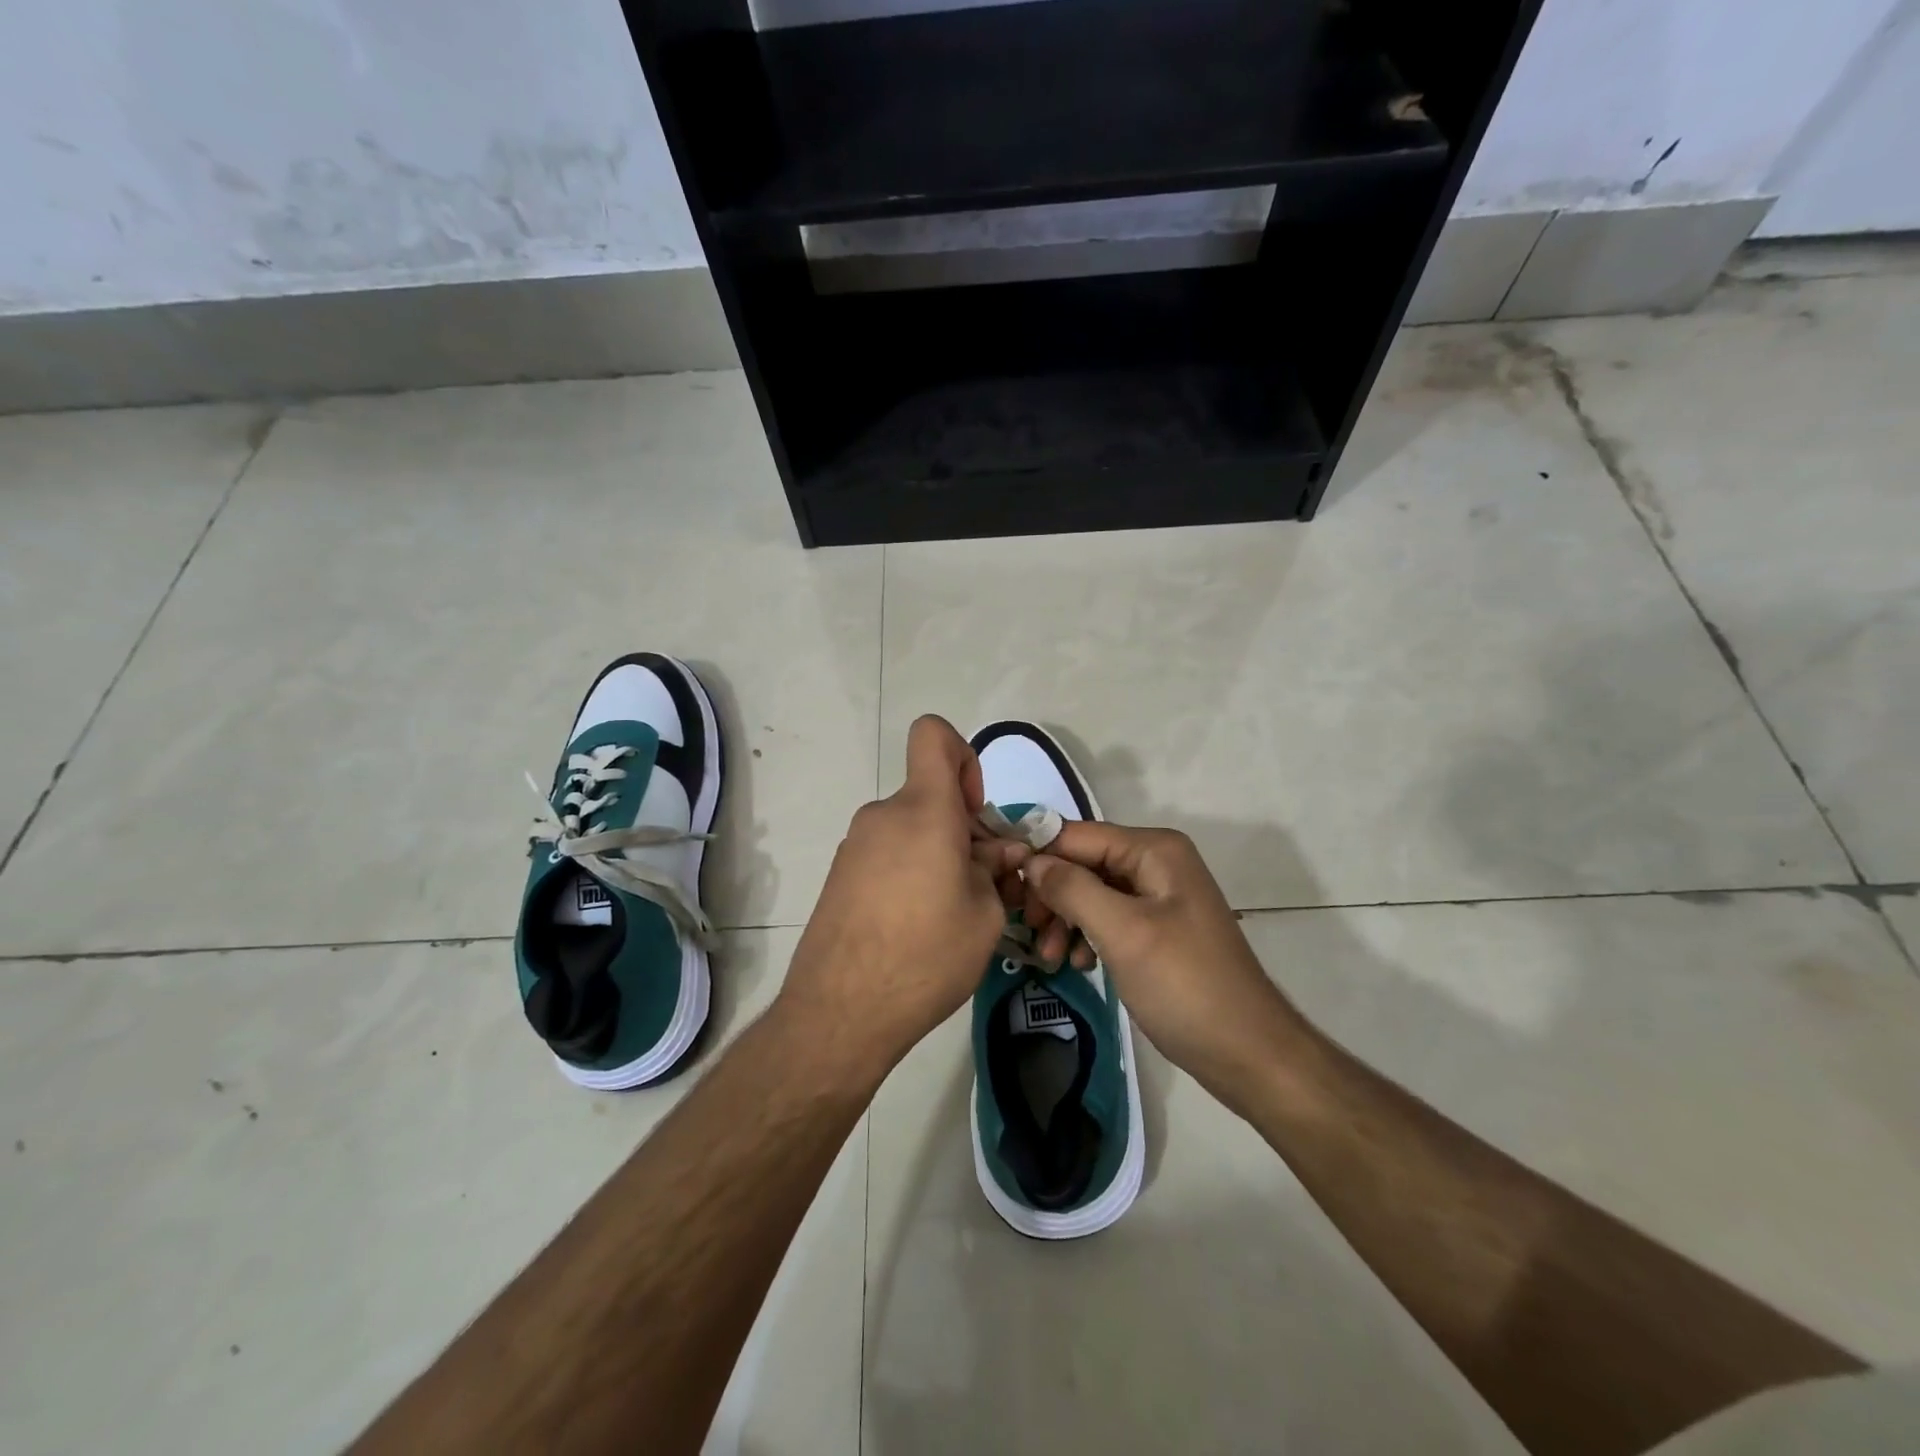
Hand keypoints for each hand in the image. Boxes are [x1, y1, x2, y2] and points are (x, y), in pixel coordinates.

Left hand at [778, 716, 1028, 1076]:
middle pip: (930, 796)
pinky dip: (910, 873)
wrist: (839, 1012)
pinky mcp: (841, 875)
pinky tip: (917, 926)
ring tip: (952, 913)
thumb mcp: (985, 916)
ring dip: (937, 855)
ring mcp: (856, 845)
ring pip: (911, 829)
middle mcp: (884, 815)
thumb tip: (998, 853)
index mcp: (923, 810)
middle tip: (984, 885)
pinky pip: (888, 854)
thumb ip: (995, 870)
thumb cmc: (925, 956)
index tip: (975, 812)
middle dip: (963, 828)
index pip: (933, 735)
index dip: (963, 756)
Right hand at [1021, 823, 1303, 1109]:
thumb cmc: (1185, 985)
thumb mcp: (1123, 933)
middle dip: (1052, 895)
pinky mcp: (1156, 927)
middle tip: (1029, 932)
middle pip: (1083, 862)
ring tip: (1051, 957)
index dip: (1038, 857)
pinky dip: (1086, 935)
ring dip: (1065, 919)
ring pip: (1091, 892)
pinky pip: (1108, 917)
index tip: (1003, 890)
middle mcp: (1156, 862)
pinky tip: (1078, 963)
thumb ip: (1072, 889)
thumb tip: (1030, 860)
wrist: (1247, 1053)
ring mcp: (1158, 895)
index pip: (1077, 836)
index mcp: (1154, 850)